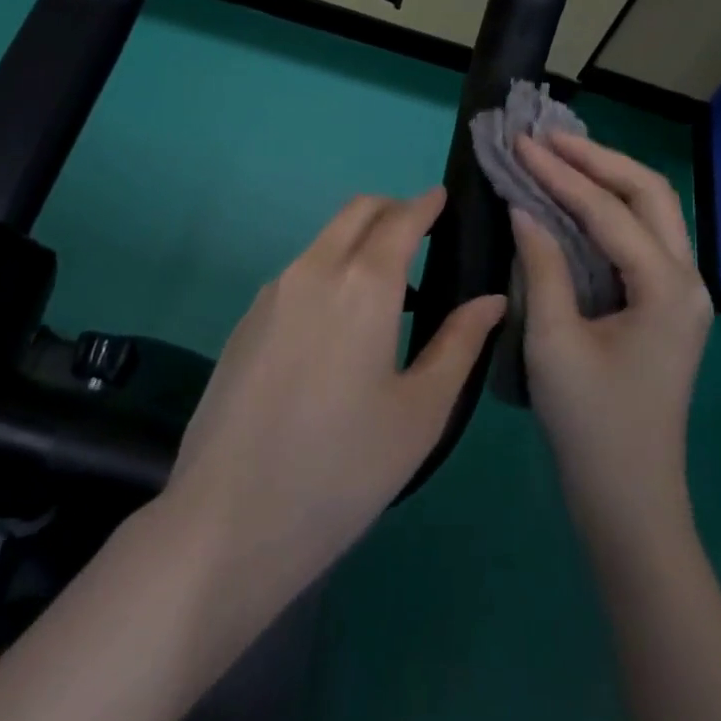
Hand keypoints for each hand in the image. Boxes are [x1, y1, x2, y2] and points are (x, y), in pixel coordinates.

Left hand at [164, 187, 504, 620]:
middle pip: (356, 212)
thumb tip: (492, 299)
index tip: (444, 200)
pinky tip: (340, 324)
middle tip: (422, 235)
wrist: (228, 520)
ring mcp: (272, 292)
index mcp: (362, 284)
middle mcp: (313, 270)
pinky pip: (298, 273)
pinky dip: (330, 269)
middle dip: (392, 210)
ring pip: (324, 239)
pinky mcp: (245, 320)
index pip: (400, 218)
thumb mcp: (419, 411)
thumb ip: (459, 344)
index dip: (426, 204)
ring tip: (389, 288)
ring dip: (359, 241)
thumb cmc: (342, 468)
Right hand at [511, 134, 713, 539]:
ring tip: (560, 156)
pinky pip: (643, 238)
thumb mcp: (554, 342)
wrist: (630, 499)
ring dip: (608, 178)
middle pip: (649, 193)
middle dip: (597, 159)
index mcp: (665, 287)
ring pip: (652, 211)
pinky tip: (577, 201)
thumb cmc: (590, 425)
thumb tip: (524, 209)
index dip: (560, 174)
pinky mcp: (667, 306)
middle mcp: (687, 279)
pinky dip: (611, 209)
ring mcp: (683, 293)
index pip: (607, 210)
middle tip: (546, 140)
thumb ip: (542, 266)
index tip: (520, 144)